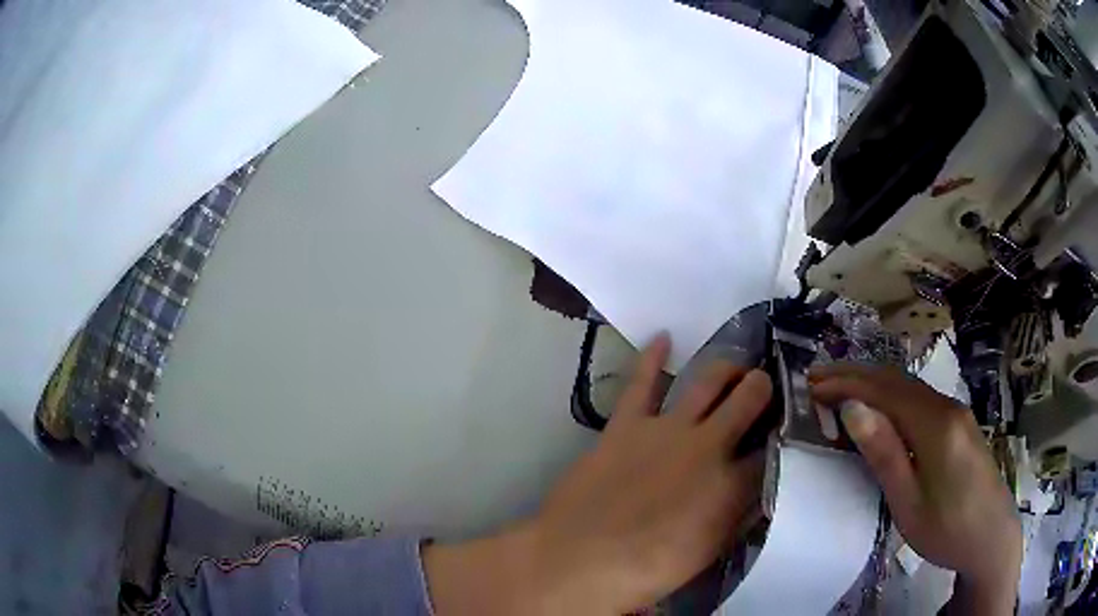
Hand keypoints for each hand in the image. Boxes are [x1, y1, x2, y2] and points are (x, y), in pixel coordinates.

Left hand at [424, 333, 772, 614]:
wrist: (579, 560)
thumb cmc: (648, 570)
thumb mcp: (708, 552)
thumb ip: (736, 517)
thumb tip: (754, 494)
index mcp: (732, 485)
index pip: (772, 448)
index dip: (781, 436)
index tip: (783, 430)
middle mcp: (708, 446)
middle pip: (749, 398)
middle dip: (762, 388)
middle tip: (763, 387)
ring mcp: (666, 430)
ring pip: (707, 380)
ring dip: (726, 369)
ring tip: (735, 367)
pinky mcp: (626, 425)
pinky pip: (641, 383)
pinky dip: (652, 358)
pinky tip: (662, 338)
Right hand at [810, 363, 1020, 612]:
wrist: (992, 537)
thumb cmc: (947, 530)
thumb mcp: (909, 503)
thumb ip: (884, 454)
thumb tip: (853, 409)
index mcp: (935, 426)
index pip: (884, 392)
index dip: (846, 384)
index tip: (812, 384)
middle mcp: (947, 407)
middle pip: (897, 381)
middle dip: (856, 375)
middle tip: (818, 378)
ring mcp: (956, 414)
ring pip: (910, 387)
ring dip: (874, 384)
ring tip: (841, 388)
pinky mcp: (960, 425)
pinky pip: (921, 400)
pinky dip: (893, 396)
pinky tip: (882, 406)